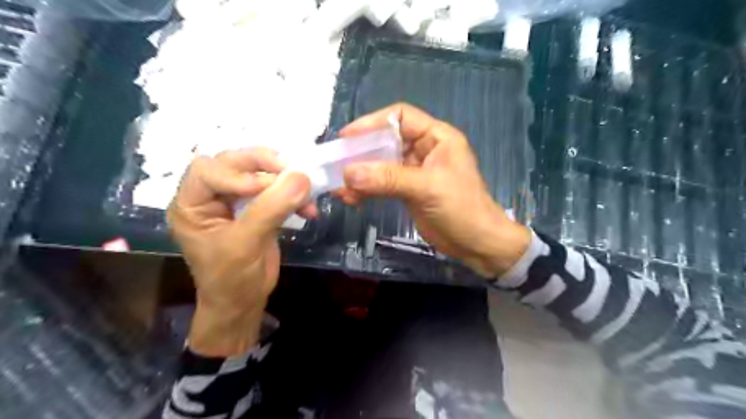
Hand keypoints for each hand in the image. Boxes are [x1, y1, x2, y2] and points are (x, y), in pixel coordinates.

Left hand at [168, 150, 312, 355]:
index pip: (208, 170)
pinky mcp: (256, 209)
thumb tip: (301, 176)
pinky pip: (275, 192)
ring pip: (257, 174)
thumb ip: (271, 208)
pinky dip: (293, 196)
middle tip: (291, 170)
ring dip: (283, 181)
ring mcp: (234, 202)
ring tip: (305, 192)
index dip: (238, 173)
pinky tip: (308, 209)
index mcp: (191, 204)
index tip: (268, 186)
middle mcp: (210, 197)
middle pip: (233, 164)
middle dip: (263, 166)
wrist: (244, 303)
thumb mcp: (246, 244)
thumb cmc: (232, 279)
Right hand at [335, 103, 532, 275]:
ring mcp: (414, 171)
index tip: (347, 137)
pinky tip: (352, 199)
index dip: (372, 123)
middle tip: (337, 166)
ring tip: (342, 189)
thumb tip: (349, 173)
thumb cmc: (462, 209)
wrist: (476, 243)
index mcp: (436, 137)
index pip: (400, 117)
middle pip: (386, 141)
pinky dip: (367, 190)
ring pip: (381, 165)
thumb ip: (388, 178)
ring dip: (361, 175)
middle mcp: (424, 149)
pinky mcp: (408, 191)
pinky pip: (382, 184)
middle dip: (361, 153)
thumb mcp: (427, 188)